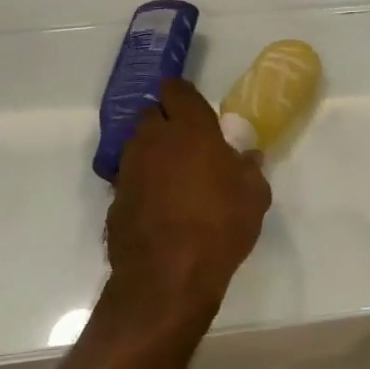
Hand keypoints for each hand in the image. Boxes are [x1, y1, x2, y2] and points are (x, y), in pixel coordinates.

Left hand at [106, 79, 270, 317]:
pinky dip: (143, 183)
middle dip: (166, 120)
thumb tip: (248, 156)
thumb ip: (250, 168)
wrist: (167, 278)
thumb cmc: (220, 226)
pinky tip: (159, 205)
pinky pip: (130, 178)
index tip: (193, 106)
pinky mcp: (115, 199)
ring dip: (153, 151)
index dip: (183, 94)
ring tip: (174, 175)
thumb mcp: (254, 196)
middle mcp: (153, 140)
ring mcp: (129, 170)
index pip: (177, 90)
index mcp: (190, 129)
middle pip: (152, 114)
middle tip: (188, 141)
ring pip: (138, 145)